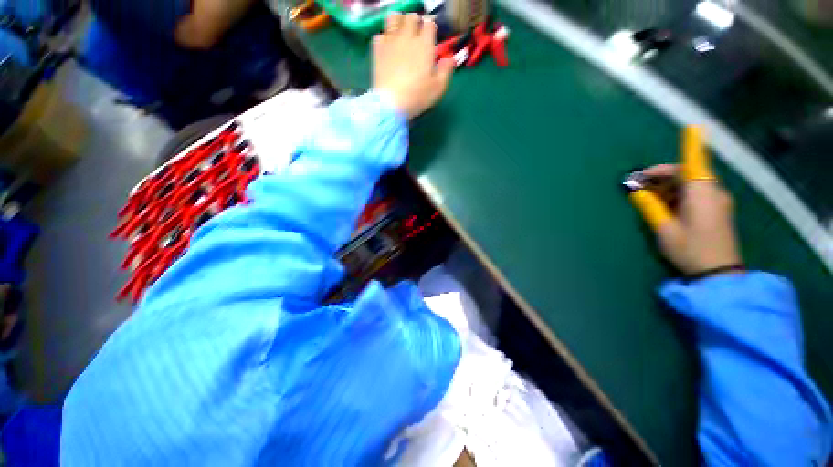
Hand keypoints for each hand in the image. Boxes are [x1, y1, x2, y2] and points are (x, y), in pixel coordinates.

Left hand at [372, 13, 454, 118]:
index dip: (431, 28)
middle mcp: (407, 37)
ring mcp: (391, 42)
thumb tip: (450, 59)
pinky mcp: (378, 50)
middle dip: (415, 23)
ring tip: (401, 35)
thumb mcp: (438, 88)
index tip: (431, 38)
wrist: (391, 104)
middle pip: (411, 17)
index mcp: (425, 45)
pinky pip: (380, 34)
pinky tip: (388, 48)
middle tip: (416, 35)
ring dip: (399, 23)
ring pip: (394, 18)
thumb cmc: (417, 97)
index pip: (429, 24)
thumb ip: (446, 70)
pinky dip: (384, 38)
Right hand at [636, 127, 742, 275]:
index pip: (694, 163)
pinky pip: (696, 195)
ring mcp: (717, 202)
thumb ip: (650, 207)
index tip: (690, 129)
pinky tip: (665, 206)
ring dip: (669, 187)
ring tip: (647, 198)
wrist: (718, 274)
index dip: (691, 146)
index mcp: (702, 193)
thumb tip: (636, 192)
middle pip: (689, 174)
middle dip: (663, 176)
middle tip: (638, 185)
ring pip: (691, 185)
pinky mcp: (717, 212)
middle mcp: (713, 192)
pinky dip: (679, 196)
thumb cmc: (690, 248)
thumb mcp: (664, 229)